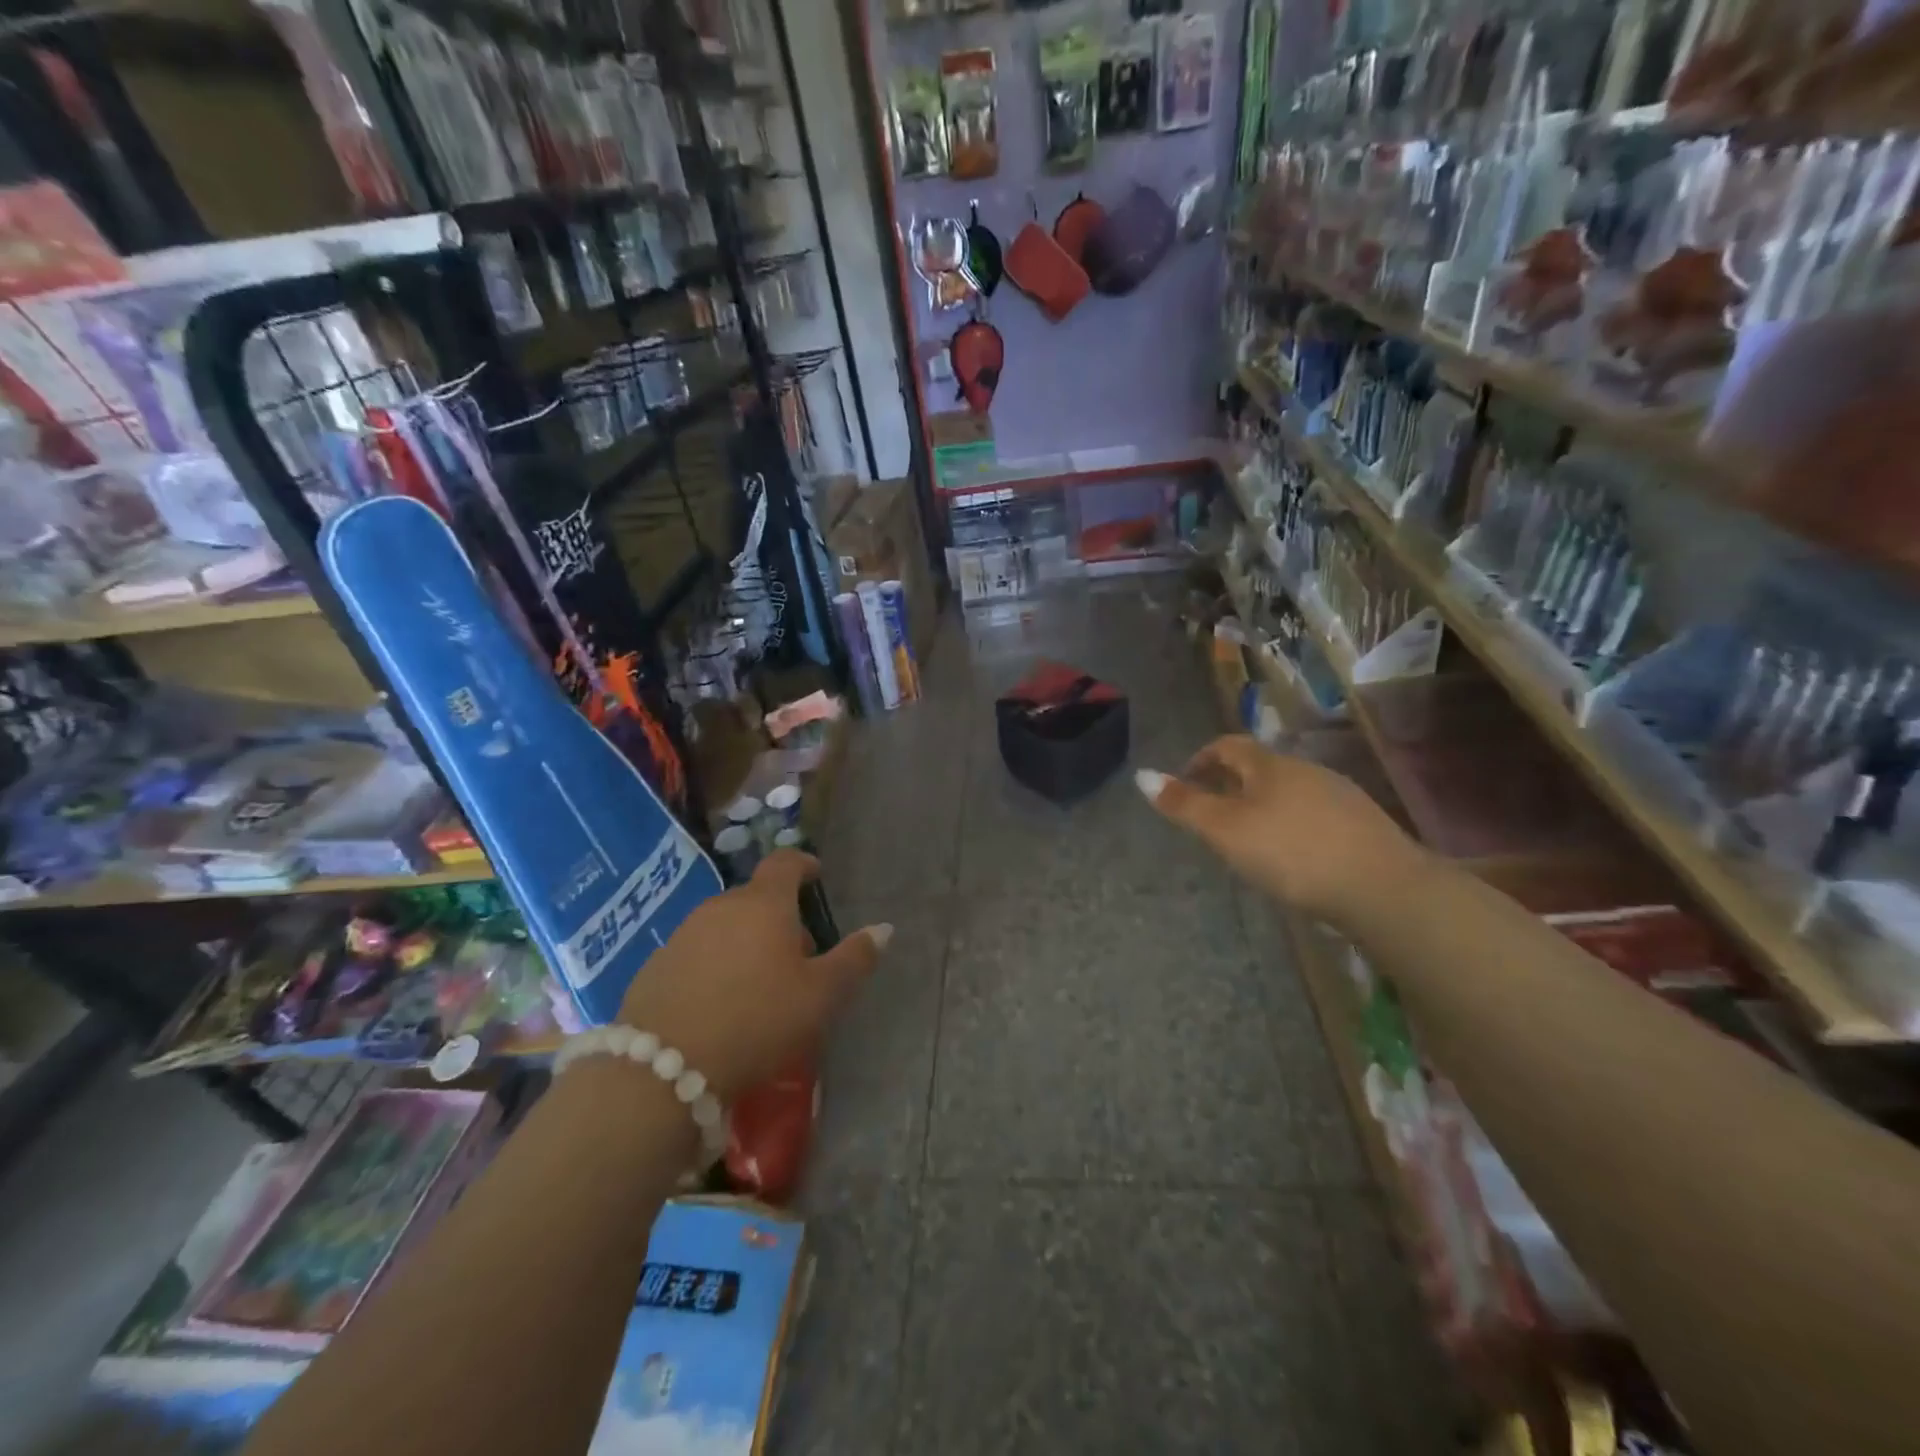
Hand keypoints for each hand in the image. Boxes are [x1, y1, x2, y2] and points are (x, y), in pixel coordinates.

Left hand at [616, 850, 891, 1099]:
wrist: (661, 1068)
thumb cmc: (757, 1021)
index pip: (785, 863)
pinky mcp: (656, 965)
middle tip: (797, 957)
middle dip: (779, 918)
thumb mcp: (821, 996)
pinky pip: (697, 952)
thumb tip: (883, 929)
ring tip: (759, 985)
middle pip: (756, 899)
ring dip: (745, 942)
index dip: (804, 865)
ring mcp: (683, 934)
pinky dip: (715, 965)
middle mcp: (720, 907)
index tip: (816, 875)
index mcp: (764, 904)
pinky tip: (720, 1004)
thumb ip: (854, 959)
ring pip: (725, 925)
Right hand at [1136, 735, 1427, 925]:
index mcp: (1269, 765)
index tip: (1185, 782)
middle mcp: (1305, 770)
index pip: (1228, 745)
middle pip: (1259, 767)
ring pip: (1288, 791)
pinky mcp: (1362, 824)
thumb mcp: (1226, 830)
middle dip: (1231, 784)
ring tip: (1249, 838)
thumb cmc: (1291, 852)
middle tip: (1212, 815)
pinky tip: (1294, 854)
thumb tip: (1142, 775)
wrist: (1382, 887)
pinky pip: (1313, 813)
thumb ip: (1185, 804)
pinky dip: (1292, 824)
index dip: (1202, 759)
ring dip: (1263, 805)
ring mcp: (1339, 795)